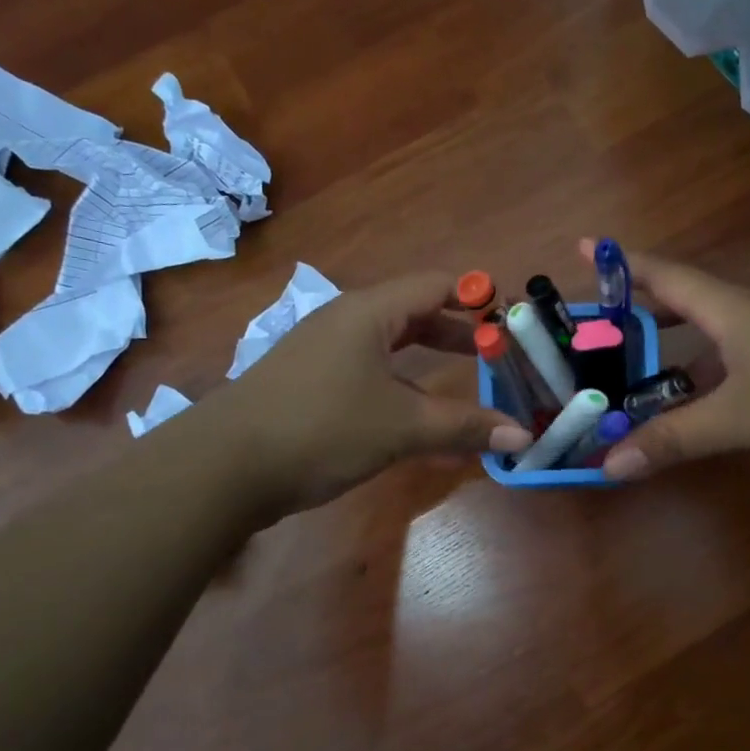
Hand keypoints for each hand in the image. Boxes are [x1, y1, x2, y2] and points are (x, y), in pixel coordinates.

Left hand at [226, 271, 532, 514]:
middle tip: (498, 354)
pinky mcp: (311, 384)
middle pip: (414, 313)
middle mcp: (346, 322)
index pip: (435, 285)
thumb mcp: (402, 426)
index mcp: (368, 313)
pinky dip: (403, 387)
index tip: (511, 319)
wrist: (225, 465)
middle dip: (458, 332)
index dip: (476, 297)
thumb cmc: (321, 428)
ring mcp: (324, 353)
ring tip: (468, 384)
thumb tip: (524, 435)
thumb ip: (464, 427)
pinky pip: (370, 373)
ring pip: (391, 347)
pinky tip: (418, 418)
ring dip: (431, 362)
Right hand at [579, 240, 749, 480]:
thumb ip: (675, 438)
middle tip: (597, 329)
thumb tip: (608, 465)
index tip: (583, 249)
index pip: (663, 275)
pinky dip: (707, 377)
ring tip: (633, 375)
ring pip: (713, 336)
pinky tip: (699, 403)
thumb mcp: (741, 417)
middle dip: (640, 311)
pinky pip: (737, 362)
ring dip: (673, 351)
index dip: (621, 265)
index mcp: (729, 308)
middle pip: (685, 302)